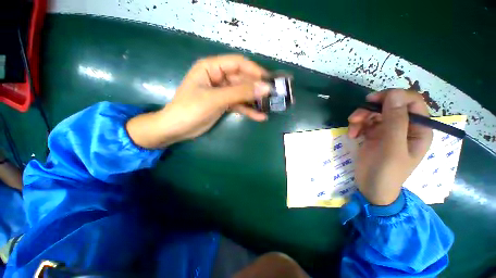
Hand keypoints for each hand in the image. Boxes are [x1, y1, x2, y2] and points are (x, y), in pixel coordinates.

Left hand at [127, 55, 270, 147]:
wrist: (177, 129)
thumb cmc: (190, 109)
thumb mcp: (216, 99)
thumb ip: (241, 93)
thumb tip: (265, 88)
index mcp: (212, 68)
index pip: (238, 63)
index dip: (254, 70)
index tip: (269, 80)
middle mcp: (218, 77)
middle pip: (242, 79)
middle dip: (257, 88)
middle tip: (273, 95)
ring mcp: (222, 92)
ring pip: (242, 93)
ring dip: (255, 100)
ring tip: (269, 107)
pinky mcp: (224, 104)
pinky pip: (239, 105)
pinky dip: (248, 110)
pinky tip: (260, 117)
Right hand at [348, 89, 432, 204]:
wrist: (371, 188)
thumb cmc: (387, 172)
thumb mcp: (392, 148)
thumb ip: (395, 121)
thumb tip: (394, 93)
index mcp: (419, 129)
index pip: (412, 102)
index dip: (394, 96)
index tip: (372, 100)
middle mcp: (405, 127)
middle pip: (390, 105)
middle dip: (371, 108)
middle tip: (355, 117)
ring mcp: (388, 131)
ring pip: (375, 112)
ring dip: (361, 117)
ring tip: (352, 128)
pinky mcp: (374, 135)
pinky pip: (366, 122)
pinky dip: (357, 125)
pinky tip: (353, 135)